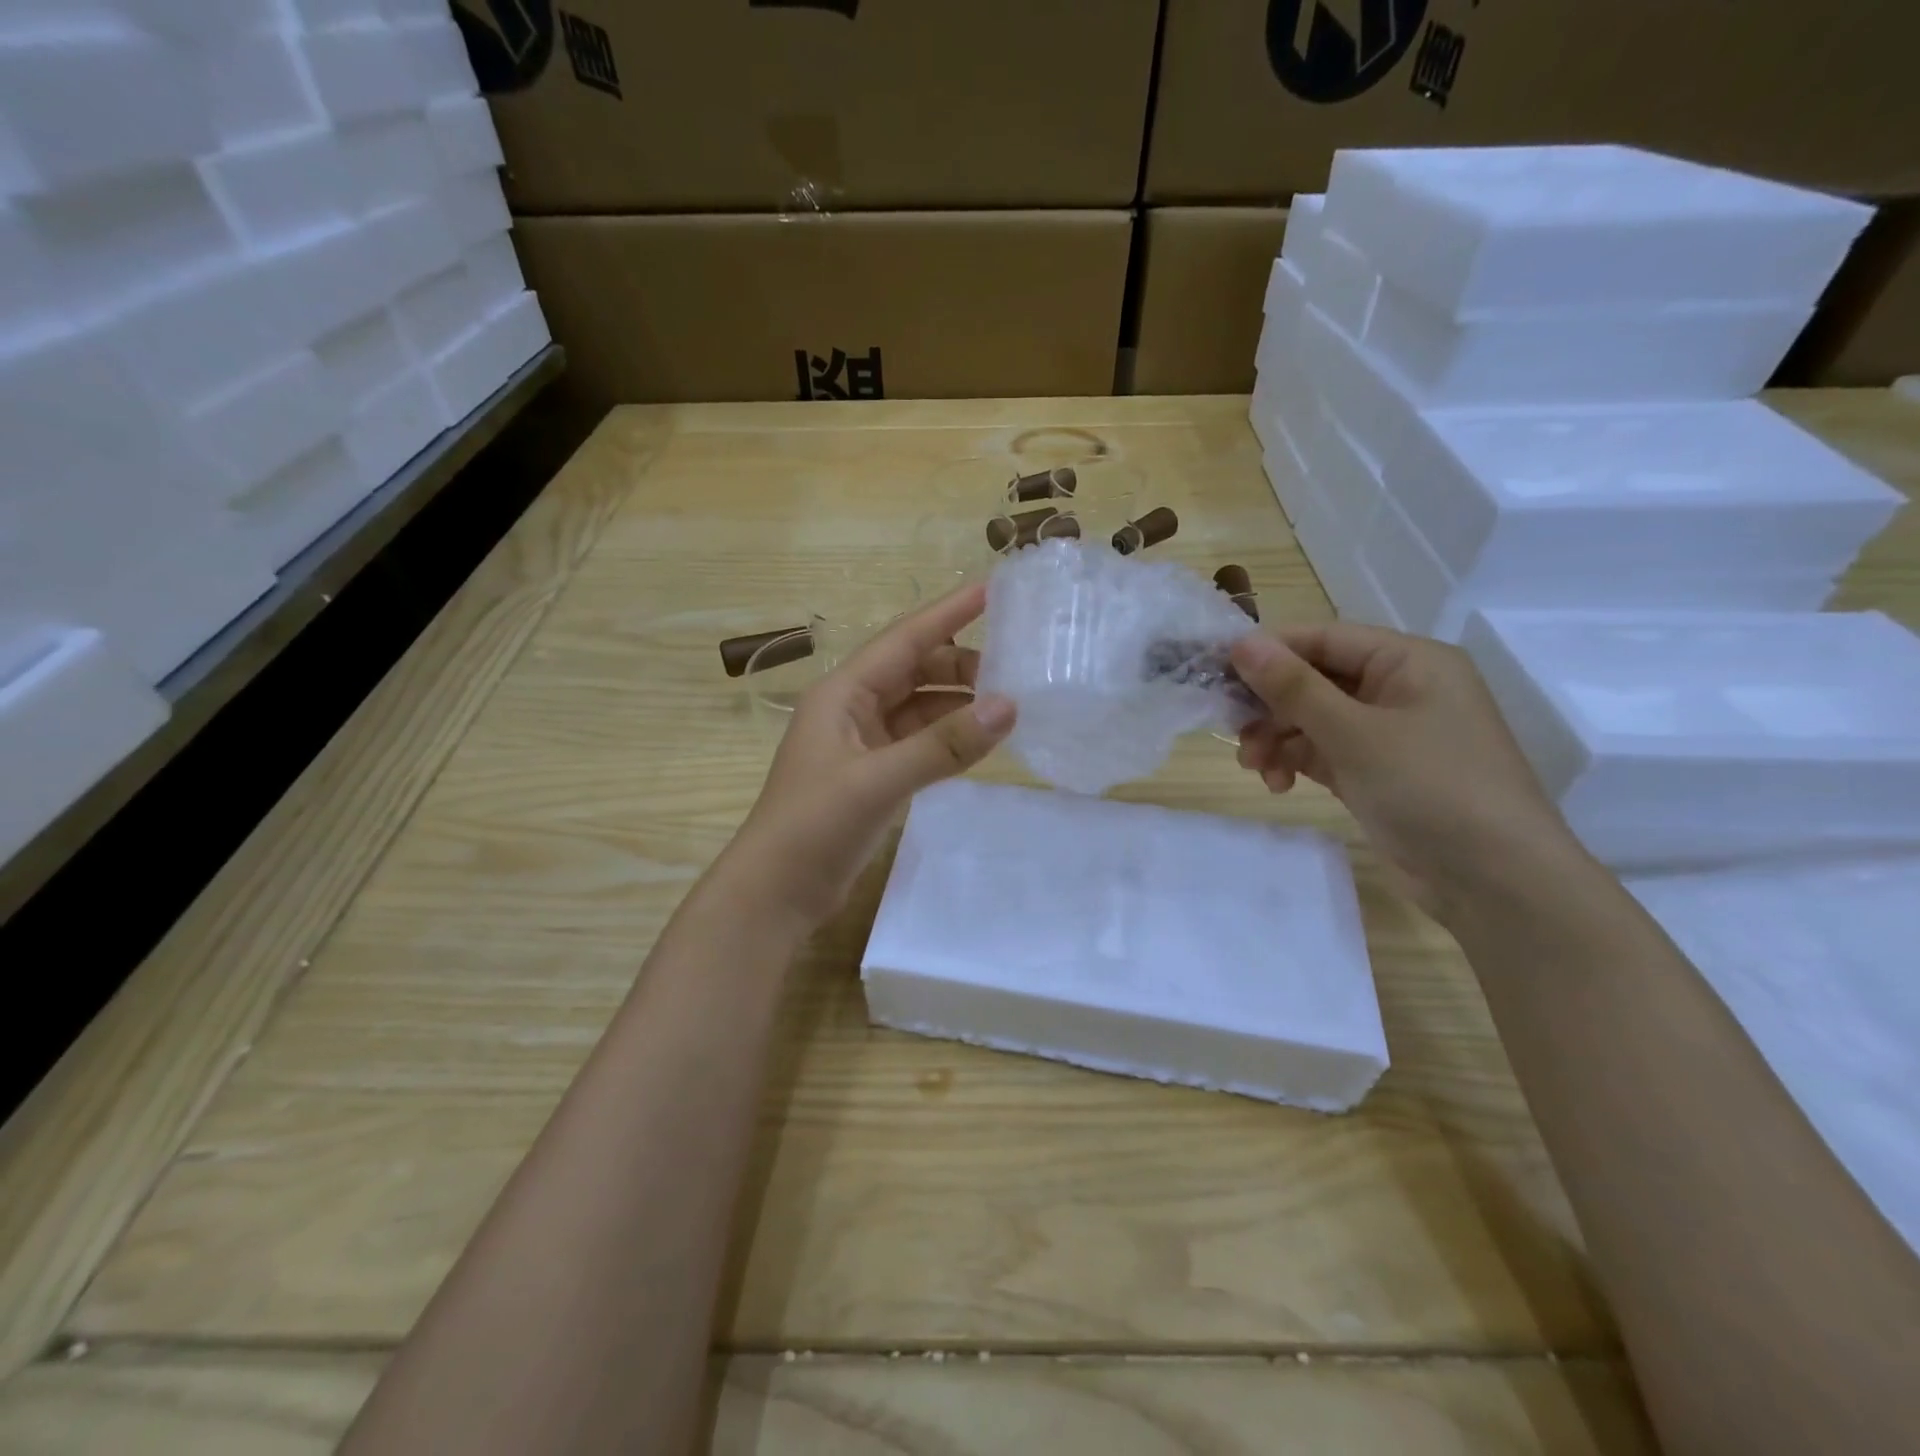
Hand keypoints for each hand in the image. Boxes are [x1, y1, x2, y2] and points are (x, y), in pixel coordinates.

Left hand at [726, 583, 1015, 928]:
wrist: (776, 893)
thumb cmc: (814, 826)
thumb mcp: (879, 780)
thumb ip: (943, 745)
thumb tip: (1009, 706)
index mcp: (843, 693)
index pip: (903, 639)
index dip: (947, 613)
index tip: (992, 591)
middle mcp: (853, 709)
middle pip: (915, 670)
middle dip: (962, 666)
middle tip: (1016, 671)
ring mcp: (864, 743)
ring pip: (920, 707)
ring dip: (958, 703)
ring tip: (1009, 706)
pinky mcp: (874, 775)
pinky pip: (920, 742)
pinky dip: (949, 738)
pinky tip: (981, 741)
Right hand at [1230, 623, 1579, 919]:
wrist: (1495, 881)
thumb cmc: (1430, 788)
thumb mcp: (1354, 732)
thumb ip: (1294, 686)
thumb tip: (1241, 642)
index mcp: (1408, 661)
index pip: (1323, 639)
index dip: (1269, 652)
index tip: (1217, 672)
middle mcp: (1399, 689)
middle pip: (1314, 680)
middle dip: (1270, 706)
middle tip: (1230, 729)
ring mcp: (1389, 733)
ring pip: (1313, 719)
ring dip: (1277, 739)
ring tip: (1254, 767)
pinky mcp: (1378, 772)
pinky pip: (1324, 752)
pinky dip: (1296, 763)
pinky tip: (1278, 785)